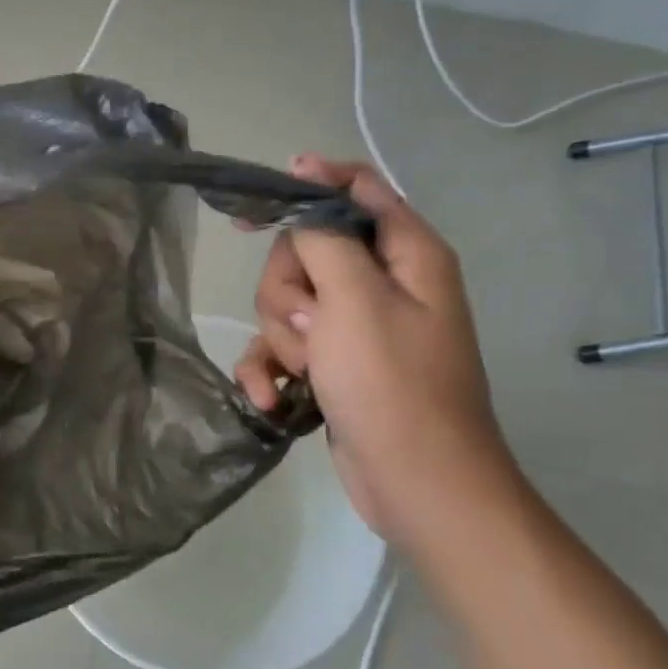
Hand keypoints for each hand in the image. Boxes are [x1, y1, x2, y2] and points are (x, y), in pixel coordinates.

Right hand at [235, 156, 517, 547]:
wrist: (414, 482)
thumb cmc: (391, 384)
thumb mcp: (355, 300)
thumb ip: (323, 240)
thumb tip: (303, 195)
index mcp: (405, 254)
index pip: (354, 189)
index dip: (305, 186)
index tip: (252, 209)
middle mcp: (381, 282)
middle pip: (303, 251)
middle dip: (287, 288)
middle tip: (309, 323)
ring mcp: (354, 326)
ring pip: (284, 300)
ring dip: (280, 337)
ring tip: (306, 369)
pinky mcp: (331, 363)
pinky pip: (281, 347)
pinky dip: (271, 370)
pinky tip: (273, 398)